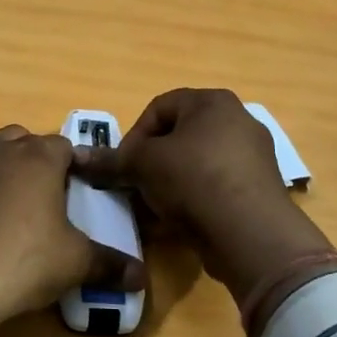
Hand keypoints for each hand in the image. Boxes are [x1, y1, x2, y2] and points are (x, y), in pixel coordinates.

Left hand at [0, 125, 141, 336]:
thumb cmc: (24, 260)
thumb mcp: (75, 263)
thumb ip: (110, 264)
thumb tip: (140, 277)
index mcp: (38, 157)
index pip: (64, 145)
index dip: (75, 164)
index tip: (82, 188)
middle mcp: (0, 151)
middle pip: (24, 140)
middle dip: (38, 159)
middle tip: (50, 194)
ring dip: (6, 170)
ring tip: (17, 207)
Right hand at [74, 89, 336, 306]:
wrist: (250, 234)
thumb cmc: (193, 179)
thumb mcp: (142, 165)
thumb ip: (111, 159)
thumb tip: (78, 156)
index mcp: (212, 102)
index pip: (158, 108)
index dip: (132, 136)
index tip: (121, 165)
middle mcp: (237, 120)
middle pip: (178, 136)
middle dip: (150, 163)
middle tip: (133, 187)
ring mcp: (252, 156)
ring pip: (195, 164)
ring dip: (168, 184)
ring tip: (152, 209)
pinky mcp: (258, 190)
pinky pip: (214, 187)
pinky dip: (192, 200)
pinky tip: (175, 223)